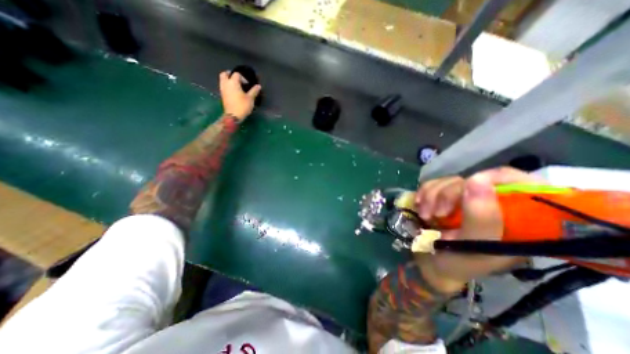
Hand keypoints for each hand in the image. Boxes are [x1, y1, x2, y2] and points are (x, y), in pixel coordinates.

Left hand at [219, 71, 262, 119]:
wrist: (233, 115)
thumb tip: (258, 86)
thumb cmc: (242, 106)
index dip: (243, 78)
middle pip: (225, 74)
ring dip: (228, 80)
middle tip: (238, 79)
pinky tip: (234, 91)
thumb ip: (254, 91)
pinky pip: (223, 86)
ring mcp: (223, 89)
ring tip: (236, 86)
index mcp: (233, 82)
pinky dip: (227, 86)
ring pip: (222, 80)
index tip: (248, 84)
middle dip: (230, 74)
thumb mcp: (250, 98)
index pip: (236, 74)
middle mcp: (226, 84)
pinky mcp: (222, 95)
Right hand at [415, 167, 540, 291]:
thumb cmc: (458, 264)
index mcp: (515, 218)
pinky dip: (423, 194)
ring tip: (425, 215)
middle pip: (472, 180)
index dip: (491, 179)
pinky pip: (432, 184)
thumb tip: (478, 179)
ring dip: (431, 196)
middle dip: (447, 194)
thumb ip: (481, 218)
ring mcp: (464, 199)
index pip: (516, 181)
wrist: (430, 264)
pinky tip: (419, 206)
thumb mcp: (474, 248)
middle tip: (437, 214)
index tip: (467, 189)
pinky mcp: (443, 197)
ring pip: (448, 181)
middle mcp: (490, 204)